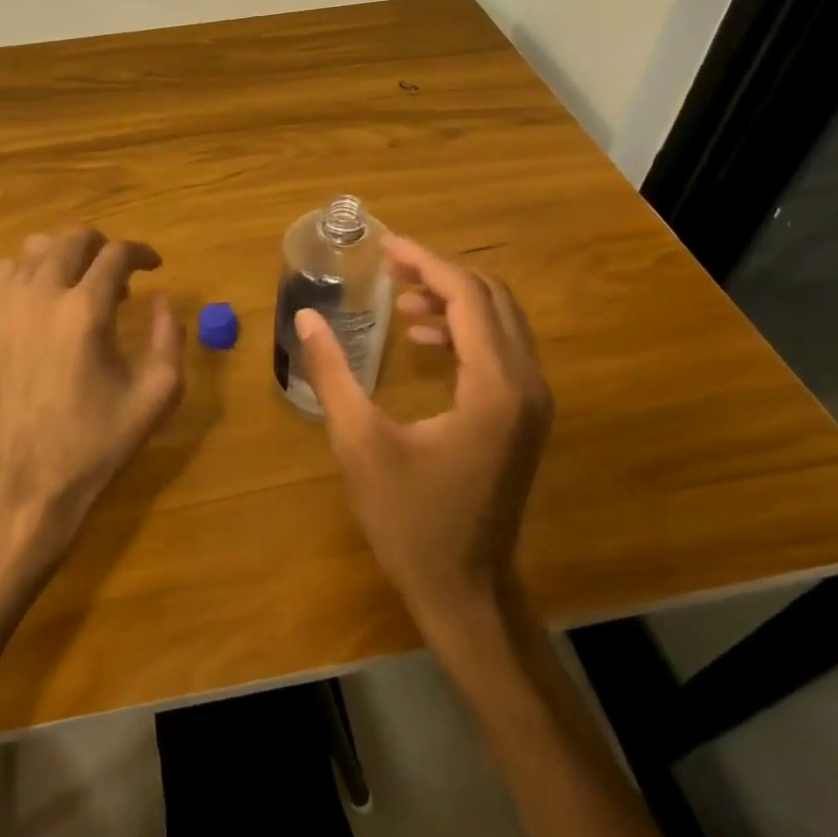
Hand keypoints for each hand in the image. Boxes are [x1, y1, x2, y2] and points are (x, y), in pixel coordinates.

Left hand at [0, 229, 184, 560]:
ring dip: (63, 254)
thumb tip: (162, 300)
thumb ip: (169, 338)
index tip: (154, 265)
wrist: (29, 479)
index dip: (141, 252)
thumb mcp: (156, 395)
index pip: (116, 254)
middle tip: (119, 271)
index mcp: (85, 311)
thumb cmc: (97, 440)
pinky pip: (4, 276)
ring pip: (32, 249)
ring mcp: (6, 308)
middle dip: (103, 245)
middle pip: (71, 238)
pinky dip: (28, 273)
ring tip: (79, 281)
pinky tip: (43, 301)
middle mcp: (41, 296)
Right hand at [296, 234, 552, 620]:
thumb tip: (306, 316)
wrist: (464, 591)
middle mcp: (526, 385)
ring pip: (500, 322)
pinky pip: (500, 350)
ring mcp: (531, 403)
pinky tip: (422, 339)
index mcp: (493, 386)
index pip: (467, 296)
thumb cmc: (409, 520)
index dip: (426, 262)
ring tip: (400, 298)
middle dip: (440, 273)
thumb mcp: (360, 442)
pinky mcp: (522, 418)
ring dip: (453, 299)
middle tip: (389, 264)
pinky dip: (463, 331)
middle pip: (491, 299)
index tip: (385, 245)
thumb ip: (332, 373)